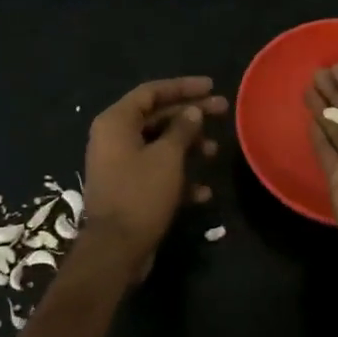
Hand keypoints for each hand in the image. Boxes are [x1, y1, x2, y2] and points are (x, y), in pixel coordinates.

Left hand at [82, 76, 224, 270]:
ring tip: (214, 152)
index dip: (183, 87)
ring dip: (188, 147)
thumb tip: (192, 112)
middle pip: (157, 117)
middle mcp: (114, 138)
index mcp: (116, 122)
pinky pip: (156, 173)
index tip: (211, 86)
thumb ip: (182, 129)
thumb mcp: (167, 157)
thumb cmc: (140, 194)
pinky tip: (202, 192)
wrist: (115, 250)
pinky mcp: (128, 189)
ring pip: (159, 146)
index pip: (152, 92)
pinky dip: (178, 177)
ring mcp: (119, 165)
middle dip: (191, 116)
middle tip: (223, 111)